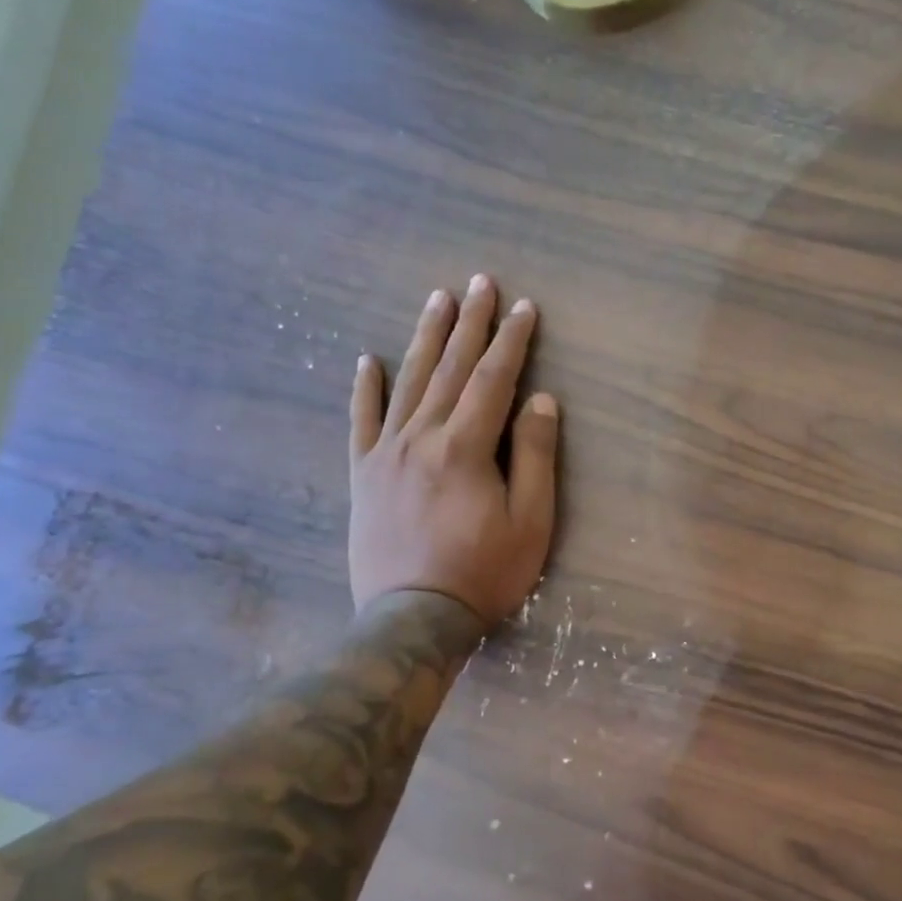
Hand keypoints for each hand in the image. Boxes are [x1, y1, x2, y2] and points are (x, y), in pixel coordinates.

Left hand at [348, 275, 558, 627]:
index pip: (493, 379)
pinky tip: (367, 360)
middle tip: (479, 282)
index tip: (525, 306)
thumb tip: (540, 399)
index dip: (512, 340)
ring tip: (437, 300)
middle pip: (450, 369)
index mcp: (465, 447)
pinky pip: (362, 422)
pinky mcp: (363, 475)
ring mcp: (386, 454)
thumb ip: (534, 456)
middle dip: (470, 323)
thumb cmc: (484, 572)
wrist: (413, 619)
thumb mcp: (530, 520)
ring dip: (425, 338)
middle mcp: (421, 438)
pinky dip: (365, 389)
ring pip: (408, 383)